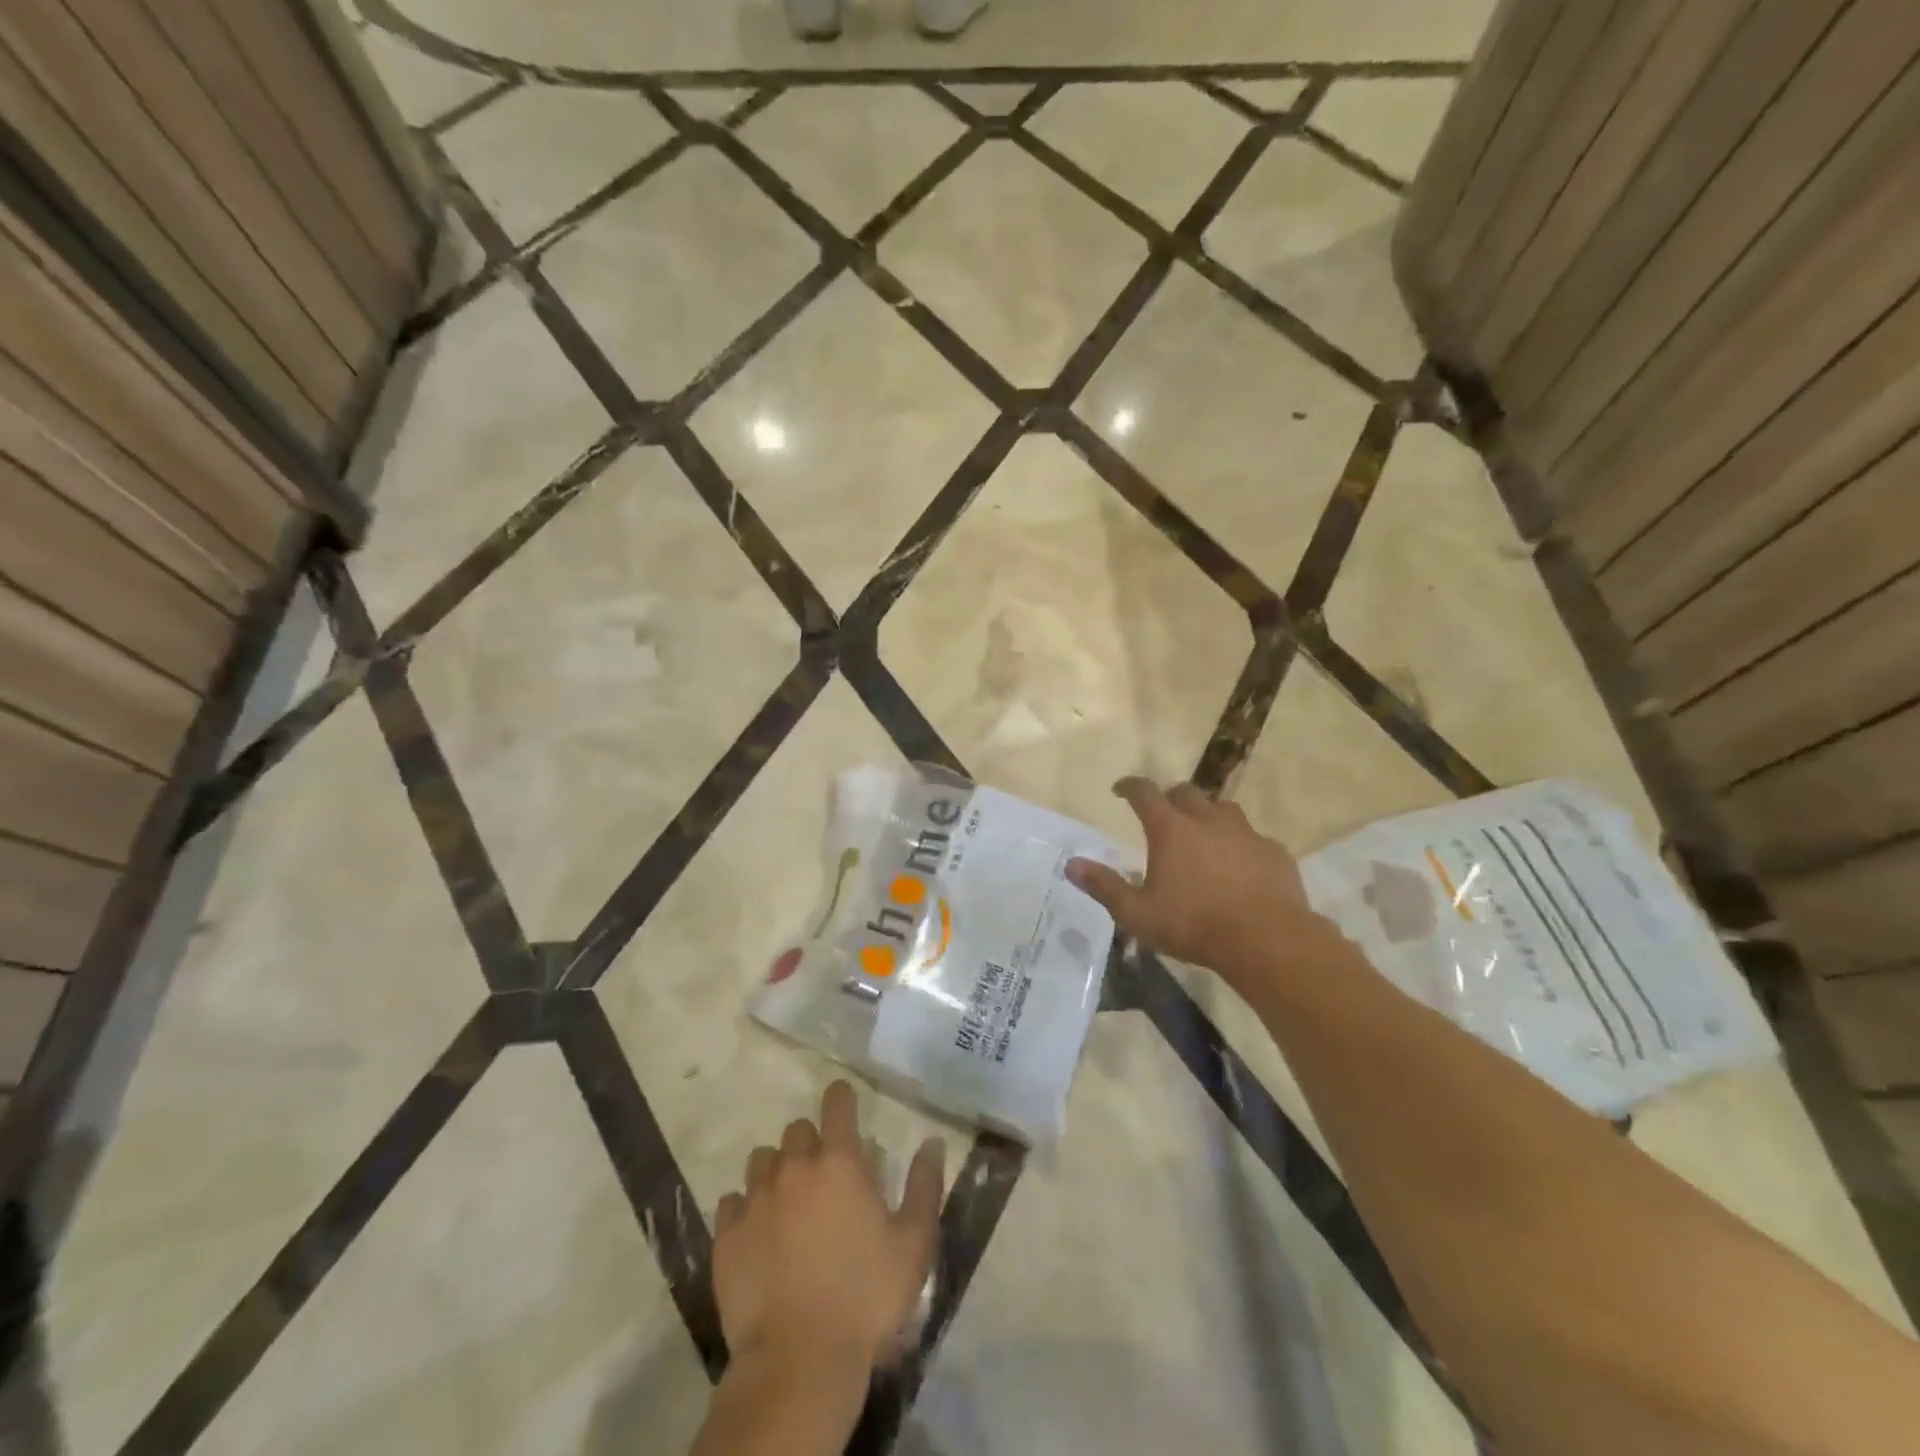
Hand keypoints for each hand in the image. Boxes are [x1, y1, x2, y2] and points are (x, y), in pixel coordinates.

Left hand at [713, 1081, 945, 1373]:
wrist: (798, 1360)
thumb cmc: (865, 1297)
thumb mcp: (913, 1244)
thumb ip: (924, 1186)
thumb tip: (932, 1142)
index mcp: (840, 1162)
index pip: (836, 1103)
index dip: (841, 1097)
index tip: (845, 1103)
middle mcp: (795, 1167)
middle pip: (797, 1130)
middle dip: (811, 1142)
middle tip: (823, 1174)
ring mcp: (756, 1198)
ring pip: (762, 1160)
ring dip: (776, 1171)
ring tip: (787, 1202)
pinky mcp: (727, 1234)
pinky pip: (732, 1202)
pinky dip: (745, 1209)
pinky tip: (757, 1234)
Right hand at [1066, 777, 1339, 985]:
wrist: (1266, 940)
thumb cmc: (1193, 925)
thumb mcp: (1137, 913)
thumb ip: (1104, 886)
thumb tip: (1070, 865)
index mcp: (1170, 830)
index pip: (1145, 793)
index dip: (1130, 787)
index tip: (1120, 790)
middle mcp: (1207, 820)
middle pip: (1186, 793)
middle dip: (1170, 799)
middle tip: (1163, 816)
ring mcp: (1245, 833)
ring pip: (1223, 809)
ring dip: (1208, 816)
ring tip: (1202, 836)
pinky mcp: (1273, 852)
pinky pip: (1253, 838)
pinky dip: (1240, 845)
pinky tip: (1240, 866)